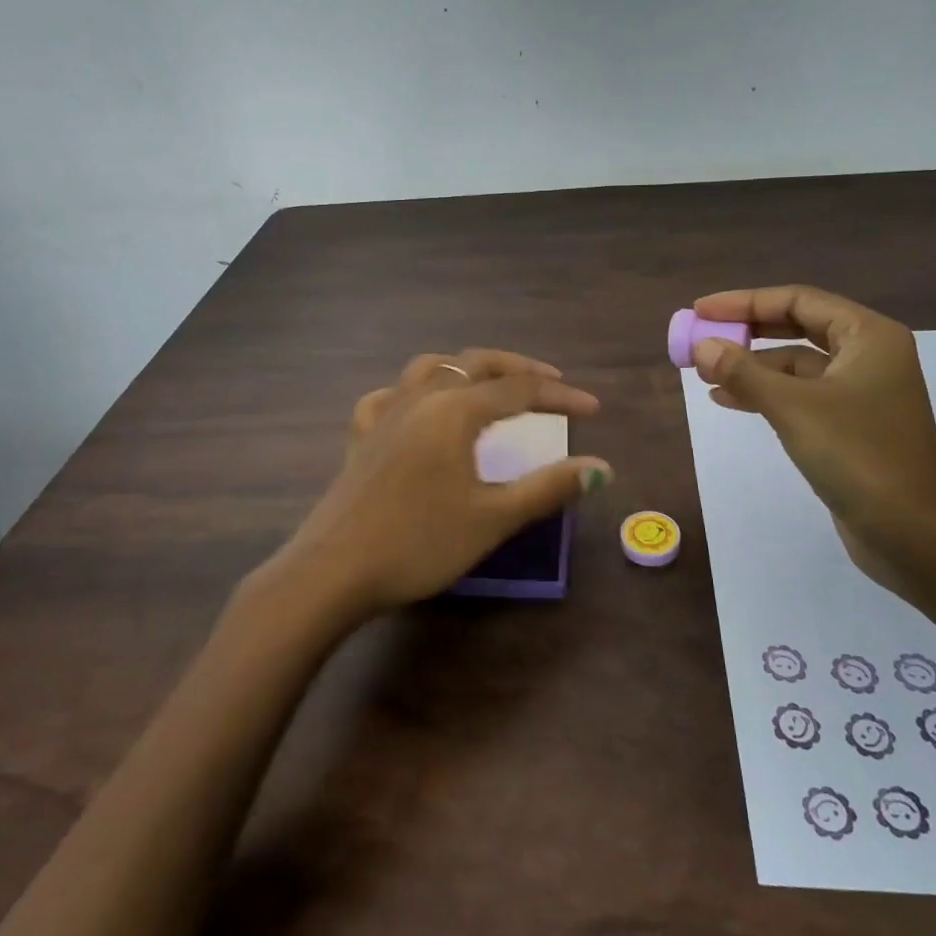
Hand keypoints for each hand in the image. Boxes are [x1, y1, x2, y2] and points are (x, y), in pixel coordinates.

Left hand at [273, 349, 610, 617]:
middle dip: (518, 368)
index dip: (560, 397)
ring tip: (489, 382)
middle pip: (476, 364)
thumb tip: (601, 468)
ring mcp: (386, 413)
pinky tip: (417, 407)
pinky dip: (414, 391)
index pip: (519, 391)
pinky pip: (390, 396)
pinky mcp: (362, 435)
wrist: (334, 571)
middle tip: (551, 382)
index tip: (593, 409)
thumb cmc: (419, 544)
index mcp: (455, 411)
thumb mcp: (492, 518)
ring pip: (431, 368)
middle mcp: (421, 398)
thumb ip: (548, 488)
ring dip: (467, 368)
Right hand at [689, 286, 935, 585]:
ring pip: (796, 364)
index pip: (798, 300)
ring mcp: (861, 392)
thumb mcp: (793, 408)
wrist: (914, 535)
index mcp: (868, 336)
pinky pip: (799, 394)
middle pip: (797, 327)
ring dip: (751, 365)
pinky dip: (765, 393)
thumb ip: (744, 372)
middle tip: (702, 335)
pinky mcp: (850, 425)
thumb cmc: (859, 457)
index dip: (745, 302)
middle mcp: (868, 355)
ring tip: (704, 372)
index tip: (702, 309)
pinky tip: (727, 400)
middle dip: (747, 331)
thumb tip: (702, 346)